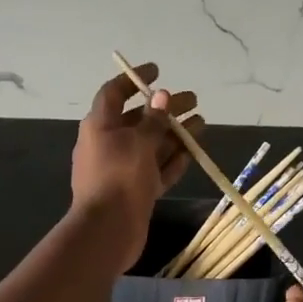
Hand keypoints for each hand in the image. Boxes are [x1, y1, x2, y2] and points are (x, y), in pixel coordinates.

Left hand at [71, 62, 201, 269]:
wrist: (107, 231)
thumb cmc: (119, 177)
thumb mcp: (138, 142)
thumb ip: (153, 120)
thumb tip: (161, 97)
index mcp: (100, 126)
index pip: (114, 92)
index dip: (135, 79)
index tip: (158, 70)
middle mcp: (108, 144)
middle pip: (139, 119)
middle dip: (166, 109)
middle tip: (194, 100)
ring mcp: (122, 169)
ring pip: (151, 145)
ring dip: (175, 133)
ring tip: (202, 123)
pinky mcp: (135, 191)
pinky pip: (155, 170)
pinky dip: (171, 160)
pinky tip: (191, 153)